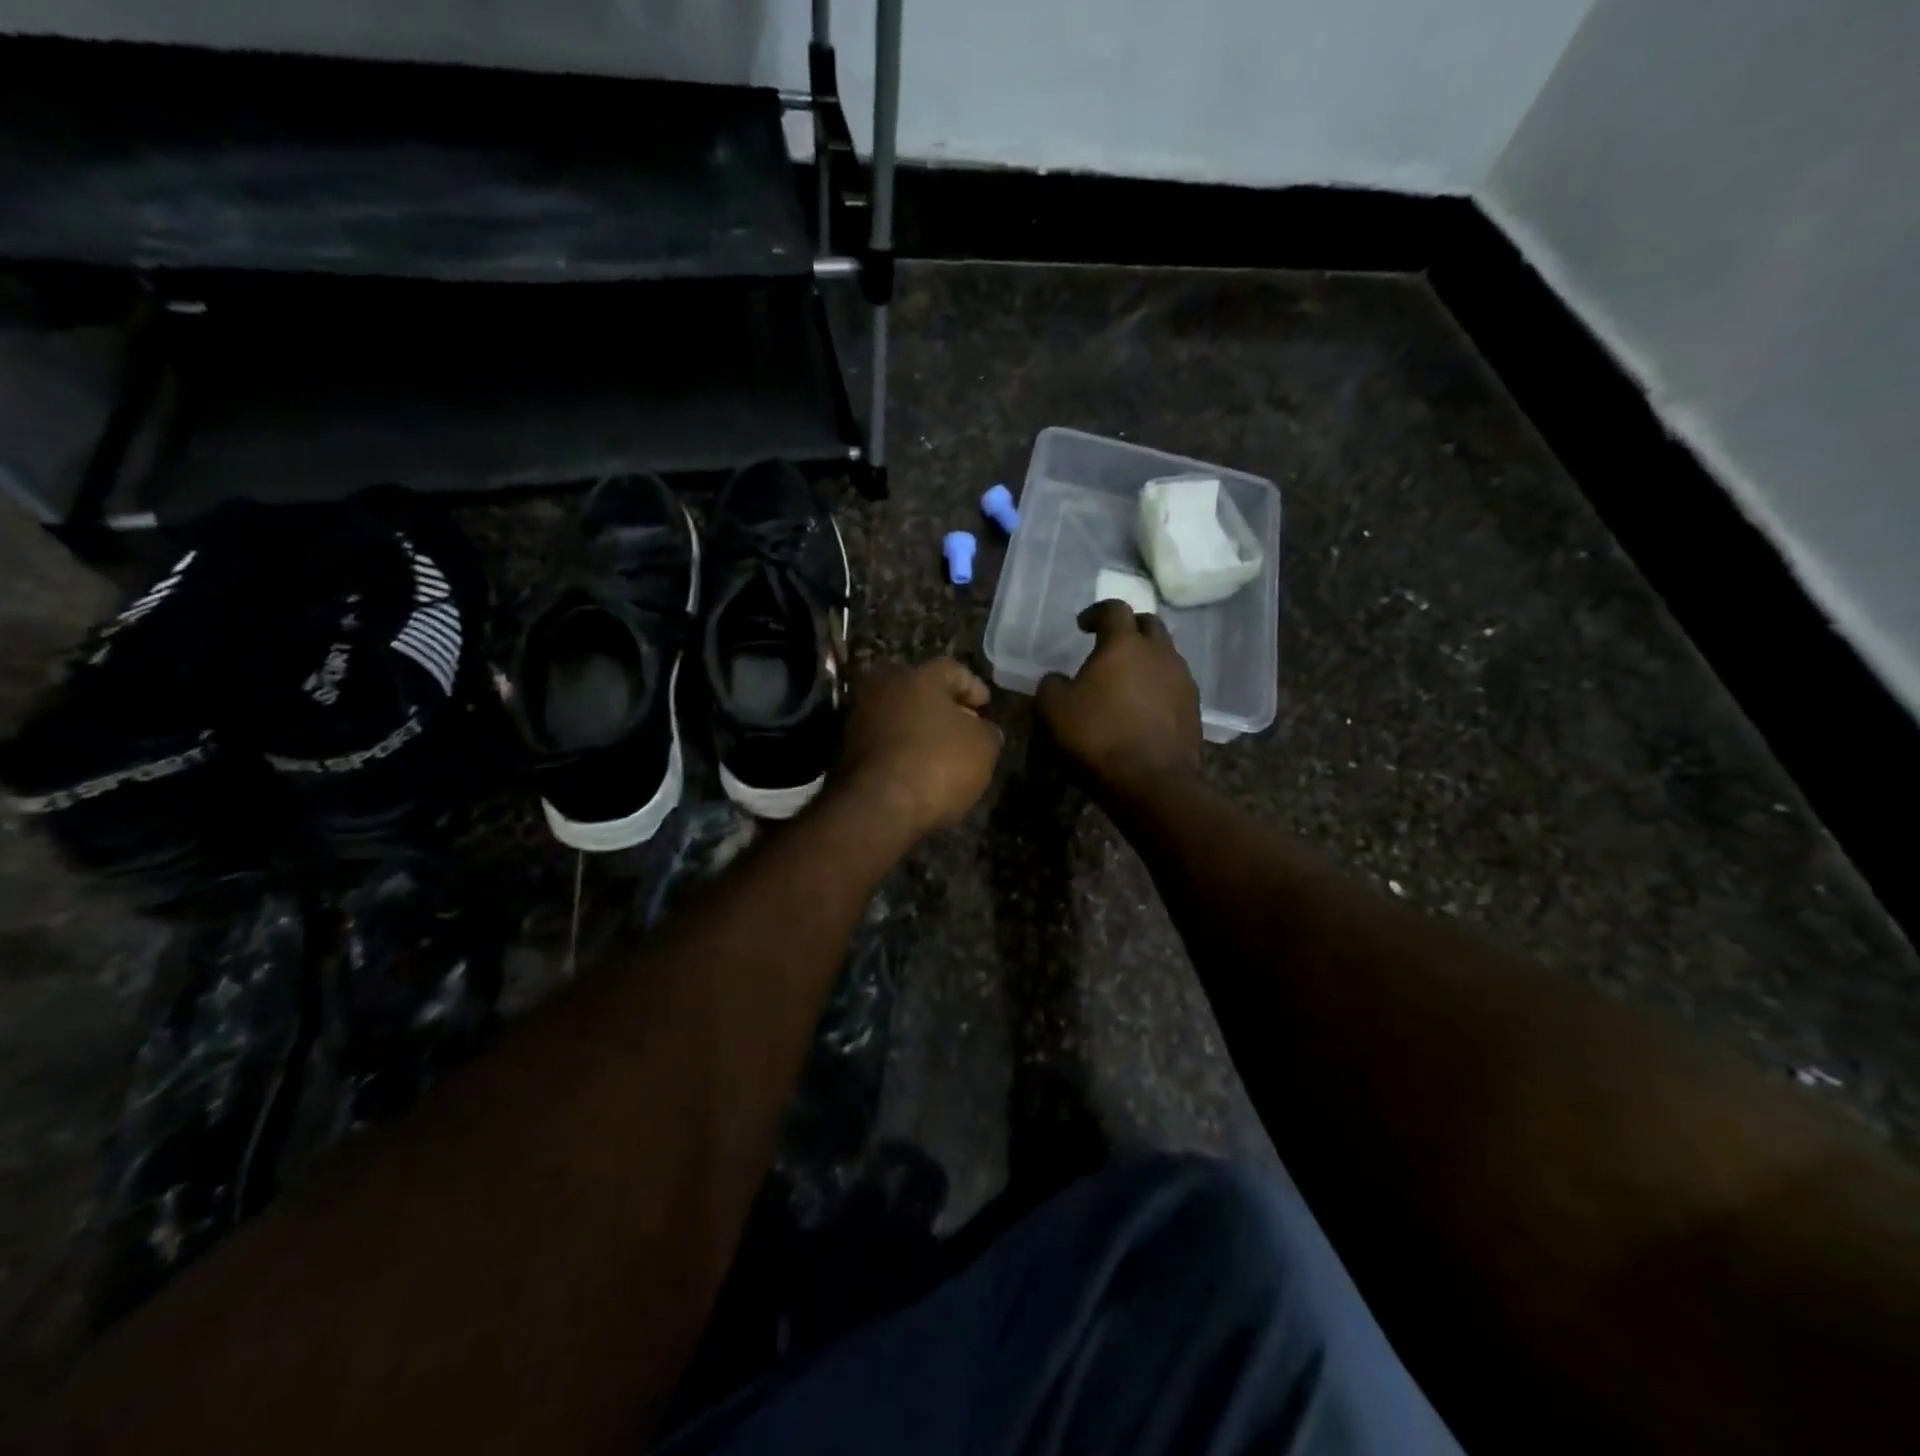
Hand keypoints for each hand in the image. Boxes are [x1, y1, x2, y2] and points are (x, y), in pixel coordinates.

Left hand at [835, 659, 1002, 837]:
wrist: (876, 807)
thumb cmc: (938, 765)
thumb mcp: (983, 748)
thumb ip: (987, 731)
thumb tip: (982, 729)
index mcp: (919, 676)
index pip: (954, 670)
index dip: (974, 688)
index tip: (986, 708)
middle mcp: (884, 687)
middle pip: (922, 691)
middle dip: (945, 709)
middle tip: (965, 729)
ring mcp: (859, 716)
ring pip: (899, 716)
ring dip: (920, 730)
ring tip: (942, 754)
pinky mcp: (845, 748)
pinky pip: (884, 741)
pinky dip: (901, 750)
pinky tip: (916, 770)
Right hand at [1037, 601, 1201, 796]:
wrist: (1151, 782)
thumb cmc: (1097, 737)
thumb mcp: (1053, 709)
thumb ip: (1051, 684)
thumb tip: (1057, 679)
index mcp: (1124, 644)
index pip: (1114, 609)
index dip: (1096, 612)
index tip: (1082, 626)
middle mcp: (1160, 653)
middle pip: (1149, 624)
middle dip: (1129, 629)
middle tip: (1110, 645)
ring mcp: (1183, 681)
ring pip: (1166, 655)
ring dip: (1147, 660)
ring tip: (1127, 680)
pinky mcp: (1194, 709)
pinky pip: (1174, 686)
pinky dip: (1158, 688)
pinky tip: (1143, 708)